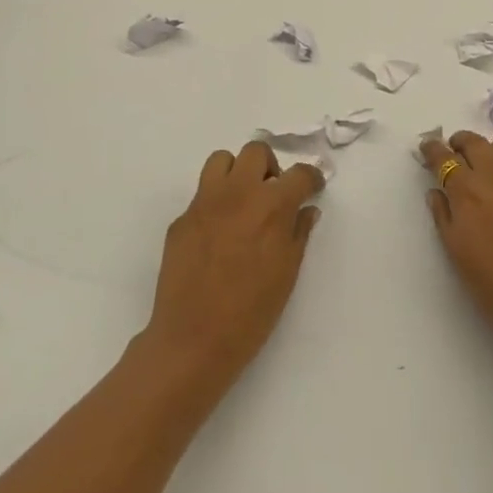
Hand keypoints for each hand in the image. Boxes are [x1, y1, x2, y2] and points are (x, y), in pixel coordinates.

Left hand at [141, 142, 323, 387]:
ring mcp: (204, 203)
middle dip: (270, 167)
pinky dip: (215, 204)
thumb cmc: (251, 312)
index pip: (299, 173)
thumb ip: (299, 232)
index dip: (311, 178)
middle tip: (273, 194)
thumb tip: (306, 209)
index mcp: (271, 205)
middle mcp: (238, 193)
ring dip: (237, 173)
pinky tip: (217, 235)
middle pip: (256, 152)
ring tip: (242, 202)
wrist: (193, 339)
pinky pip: (201, 195)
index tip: (312, 188)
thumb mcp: (288, 272)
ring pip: (222, 160)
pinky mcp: (181, 219)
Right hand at [422, 131, 492, 356]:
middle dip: (460, 142)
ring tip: (488, 162)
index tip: (428, 147)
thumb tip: (436, 192)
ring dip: (491, 148)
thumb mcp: (458, 253)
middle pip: (474, 143)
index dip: (433, 150)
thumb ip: (443, 217)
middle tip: (455, 151)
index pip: (444, 159)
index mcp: (467, 191)